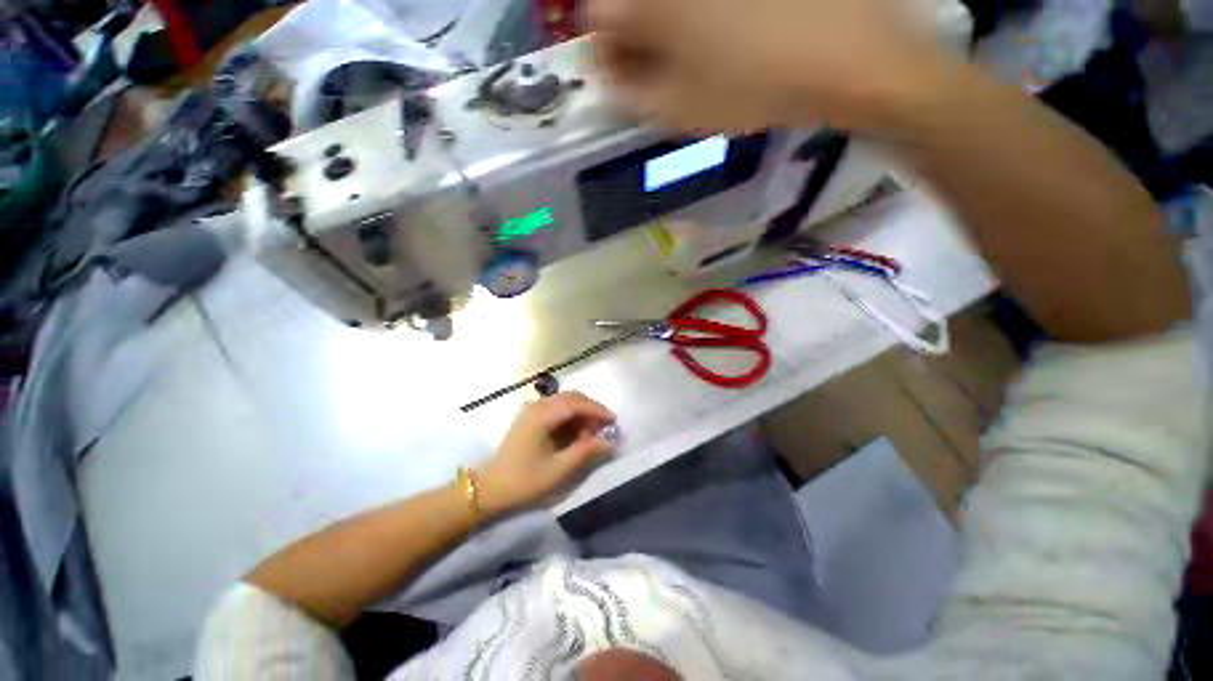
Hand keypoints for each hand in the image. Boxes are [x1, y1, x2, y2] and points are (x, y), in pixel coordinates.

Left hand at [475, 392, 616, 515]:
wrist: (489, 489)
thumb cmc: (524, 480)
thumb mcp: (559, 469)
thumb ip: (586, 451)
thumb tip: (611, 442)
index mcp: (542, 415)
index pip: (576, 403)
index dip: (597, 410)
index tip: (614, 421)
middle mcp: (537, 406)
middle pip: (571, 398)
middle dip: (591, 410)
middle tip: (605, 427)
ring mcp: (531, 410)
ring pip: (564, 402)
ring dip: (581, 414)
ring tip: (591, 434)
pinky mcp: (529, 417)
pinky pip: (556, 409)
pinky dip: (570, 417)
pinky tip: (575, 434)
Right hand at [587, 0, 951, 133]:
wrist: (844, 56)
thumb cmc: (753, 89)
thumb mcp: (679, 110)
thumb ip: (630, 94)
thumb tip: (607, 75)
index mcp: (653, 3)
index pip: (599, 16)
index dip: (605, 51)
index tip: (622, 78)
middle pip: (632, 1)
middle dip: (634, 38)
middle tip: (655, 71)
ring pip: (669, 3)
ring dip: (665, 26)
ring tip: (693, 58)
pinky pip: (703, 8)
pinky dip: (699, 19)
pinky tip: (720, 36)